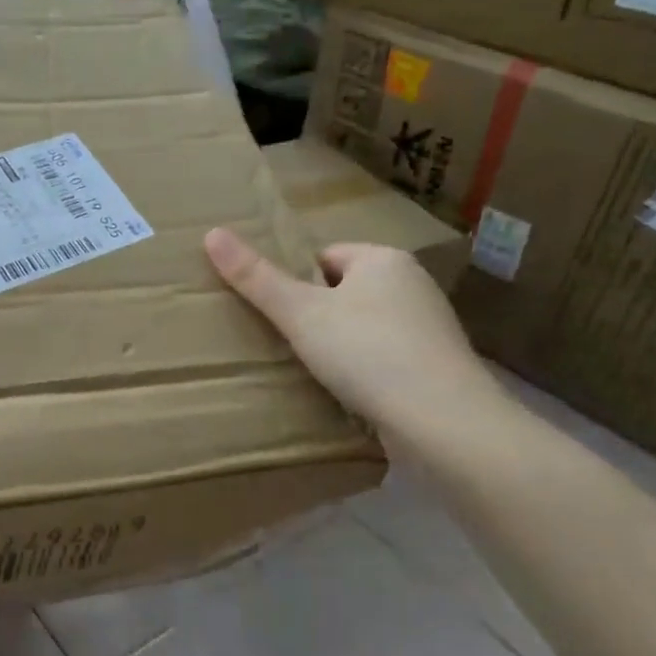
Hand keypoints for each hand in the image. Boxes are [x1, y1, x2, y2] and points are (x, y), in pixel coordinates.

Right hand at [205, 228, 500, 444]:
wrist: (444, 422)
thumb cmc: (367, 353)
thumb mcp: (300, 314)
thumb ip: (256, 278)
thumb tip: (211, 233)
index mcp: (384, 259)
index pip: (323, 258)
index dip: (294, 283)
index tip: (276, 316)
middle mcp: (413, 284)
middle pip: (343, 292)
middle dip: (315, 316)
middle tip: (285, 344)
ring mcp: (428, 327)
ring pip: (363, 327)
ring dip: (338, 345)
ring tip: (312, 372)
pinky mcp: (435, 366)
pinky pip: (384, 357)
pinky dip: (363, 370)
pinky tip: (347, 392)